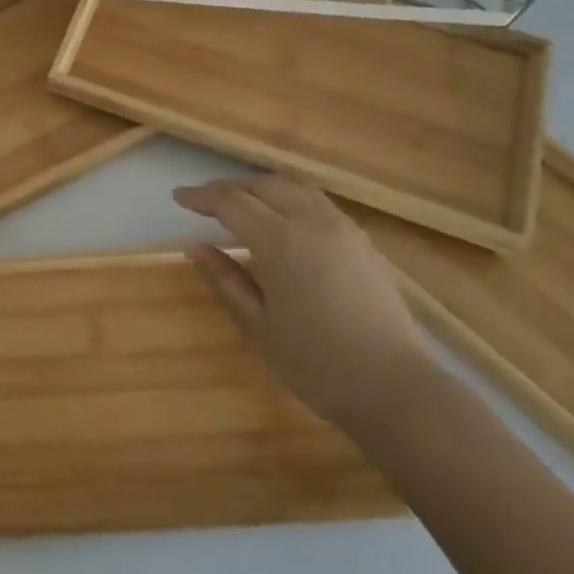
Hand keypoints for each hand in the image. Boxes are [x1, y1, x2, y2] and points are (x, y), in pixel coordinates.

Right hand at [173, 173, 435, 429]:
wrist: (395, 388)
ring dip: (261, 188)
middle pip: (264, 185)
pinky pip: (318, 204)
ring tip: (240, 203)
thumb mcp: (257, 325)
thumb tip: (196, 248)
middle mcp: (313, 222)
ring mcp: (344, 229)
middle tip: (204, 200)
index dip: (201, 197)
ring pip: (295, 188)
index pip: (232, 202)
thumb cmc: (316, 363)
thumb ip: (225, 279)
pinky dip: (289, 199)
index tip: (178, 196)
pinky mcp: (363, 242)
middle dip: (230, 187)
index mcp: (282, 241)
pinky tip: (282, 220)